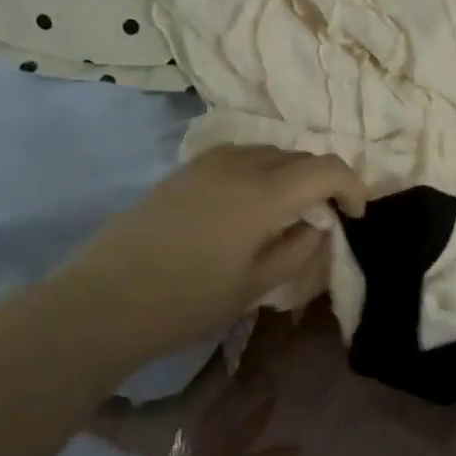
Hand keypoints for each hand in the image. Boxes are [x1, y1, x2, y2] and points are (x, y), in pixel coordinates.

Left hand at [48, 145, 365, 366]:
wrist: (100, 303)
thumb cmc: (186, 302)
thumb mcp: (256, 286)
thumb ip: (300, 249)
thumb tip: (319, 225)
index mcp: (264, 193)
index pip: (327, 169)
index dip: (353, 187)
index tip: (355, 216)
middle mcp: (240, 165)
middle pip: (300, 156)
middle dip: (323, 181)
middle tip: (325, 216)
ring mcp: (207, 163)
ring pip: (269, 152)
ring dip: (291, 173)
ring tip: (289, 208)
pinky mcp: (183, 171)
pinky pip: (238, 156)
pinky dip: (260, 170)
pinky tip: (249, 202)